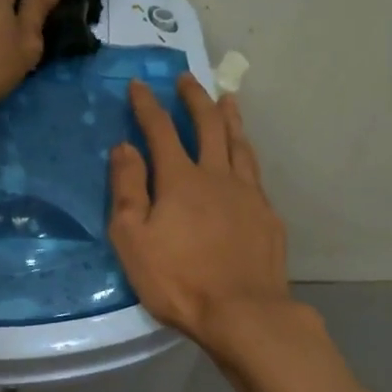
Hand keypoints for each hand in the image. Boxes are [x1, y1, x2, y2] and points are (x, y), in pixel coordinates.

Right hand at [109, 75, 298, 355]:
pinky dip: (247, 153)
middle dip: (194, 98)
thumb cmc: (179, 281)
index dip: (147, 105)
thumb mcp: (134, 240)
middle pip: (208, 125)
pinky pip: (255, 172)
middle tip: (187, 78)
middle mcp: (217, 175)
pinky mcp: (267, 215)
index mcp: (180, 180)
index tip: (139, 84)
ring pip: (239, 144)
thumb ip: (127, 190)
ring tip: (227, 99)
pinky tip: (246, 157)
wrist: (243, 312)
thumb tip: (123, 147)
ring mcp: (248, 194)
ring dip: (230, 118)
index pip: (160, 130)